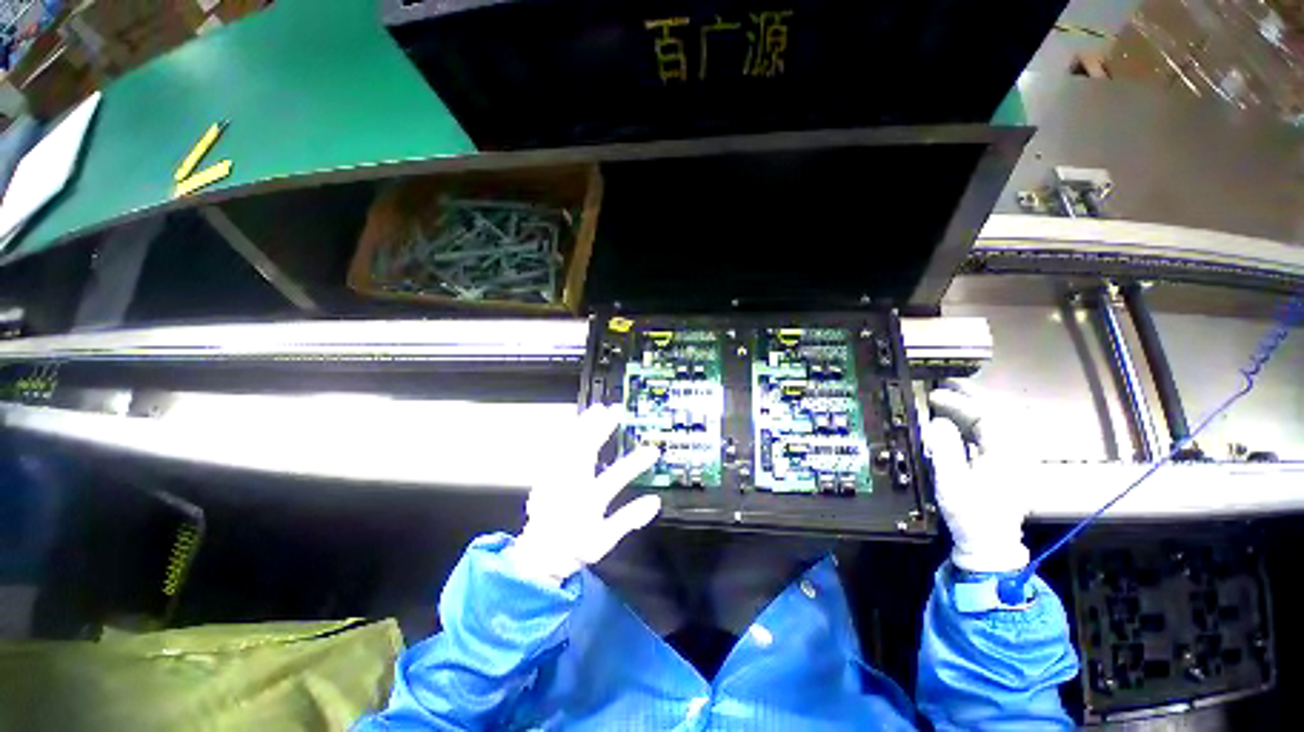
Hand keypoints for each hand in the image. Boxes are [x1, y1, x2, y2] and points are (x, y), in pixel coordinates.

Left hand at [507, 404, 661, 583]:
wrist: (538, 555)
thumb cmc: (573, 547)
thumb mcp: (604, 540)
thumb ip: (628, 520)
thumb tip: (654, 502)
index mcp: (588, 501)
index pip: (617, 477)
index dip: (636, 463)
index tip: (652, 451)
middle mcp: (571, 486)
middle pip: (586, 451)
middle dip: (602, 428)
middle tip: (615, 411)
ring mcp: (556, 479)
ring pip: (569, 446)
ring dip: (584, 425)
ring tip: (596, 409)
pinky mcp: (546, 475)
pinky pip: (555, 449)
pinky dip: (565, 433)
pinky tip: (572, 424)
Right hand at [922, 380, 1028, 573]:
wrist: (989, 544)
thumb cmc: (969, 514)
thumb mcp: (951, 481)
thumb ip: (945, 448)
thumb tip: (938, 423)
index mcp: (1005, 455)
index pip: (985, 416)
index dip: (958, 403)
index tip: (933, 396)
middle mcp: (1016, 453)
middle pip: (996, 415)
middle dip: (971, 398)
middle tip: (946, 386)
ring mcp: (1015, 461)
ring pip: (997, 424)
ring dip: (974, 409)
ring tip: (951, 399)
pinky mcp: (1009, 468)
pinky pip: (995, 435)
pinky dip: (977, 423)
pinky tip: (961, 422)